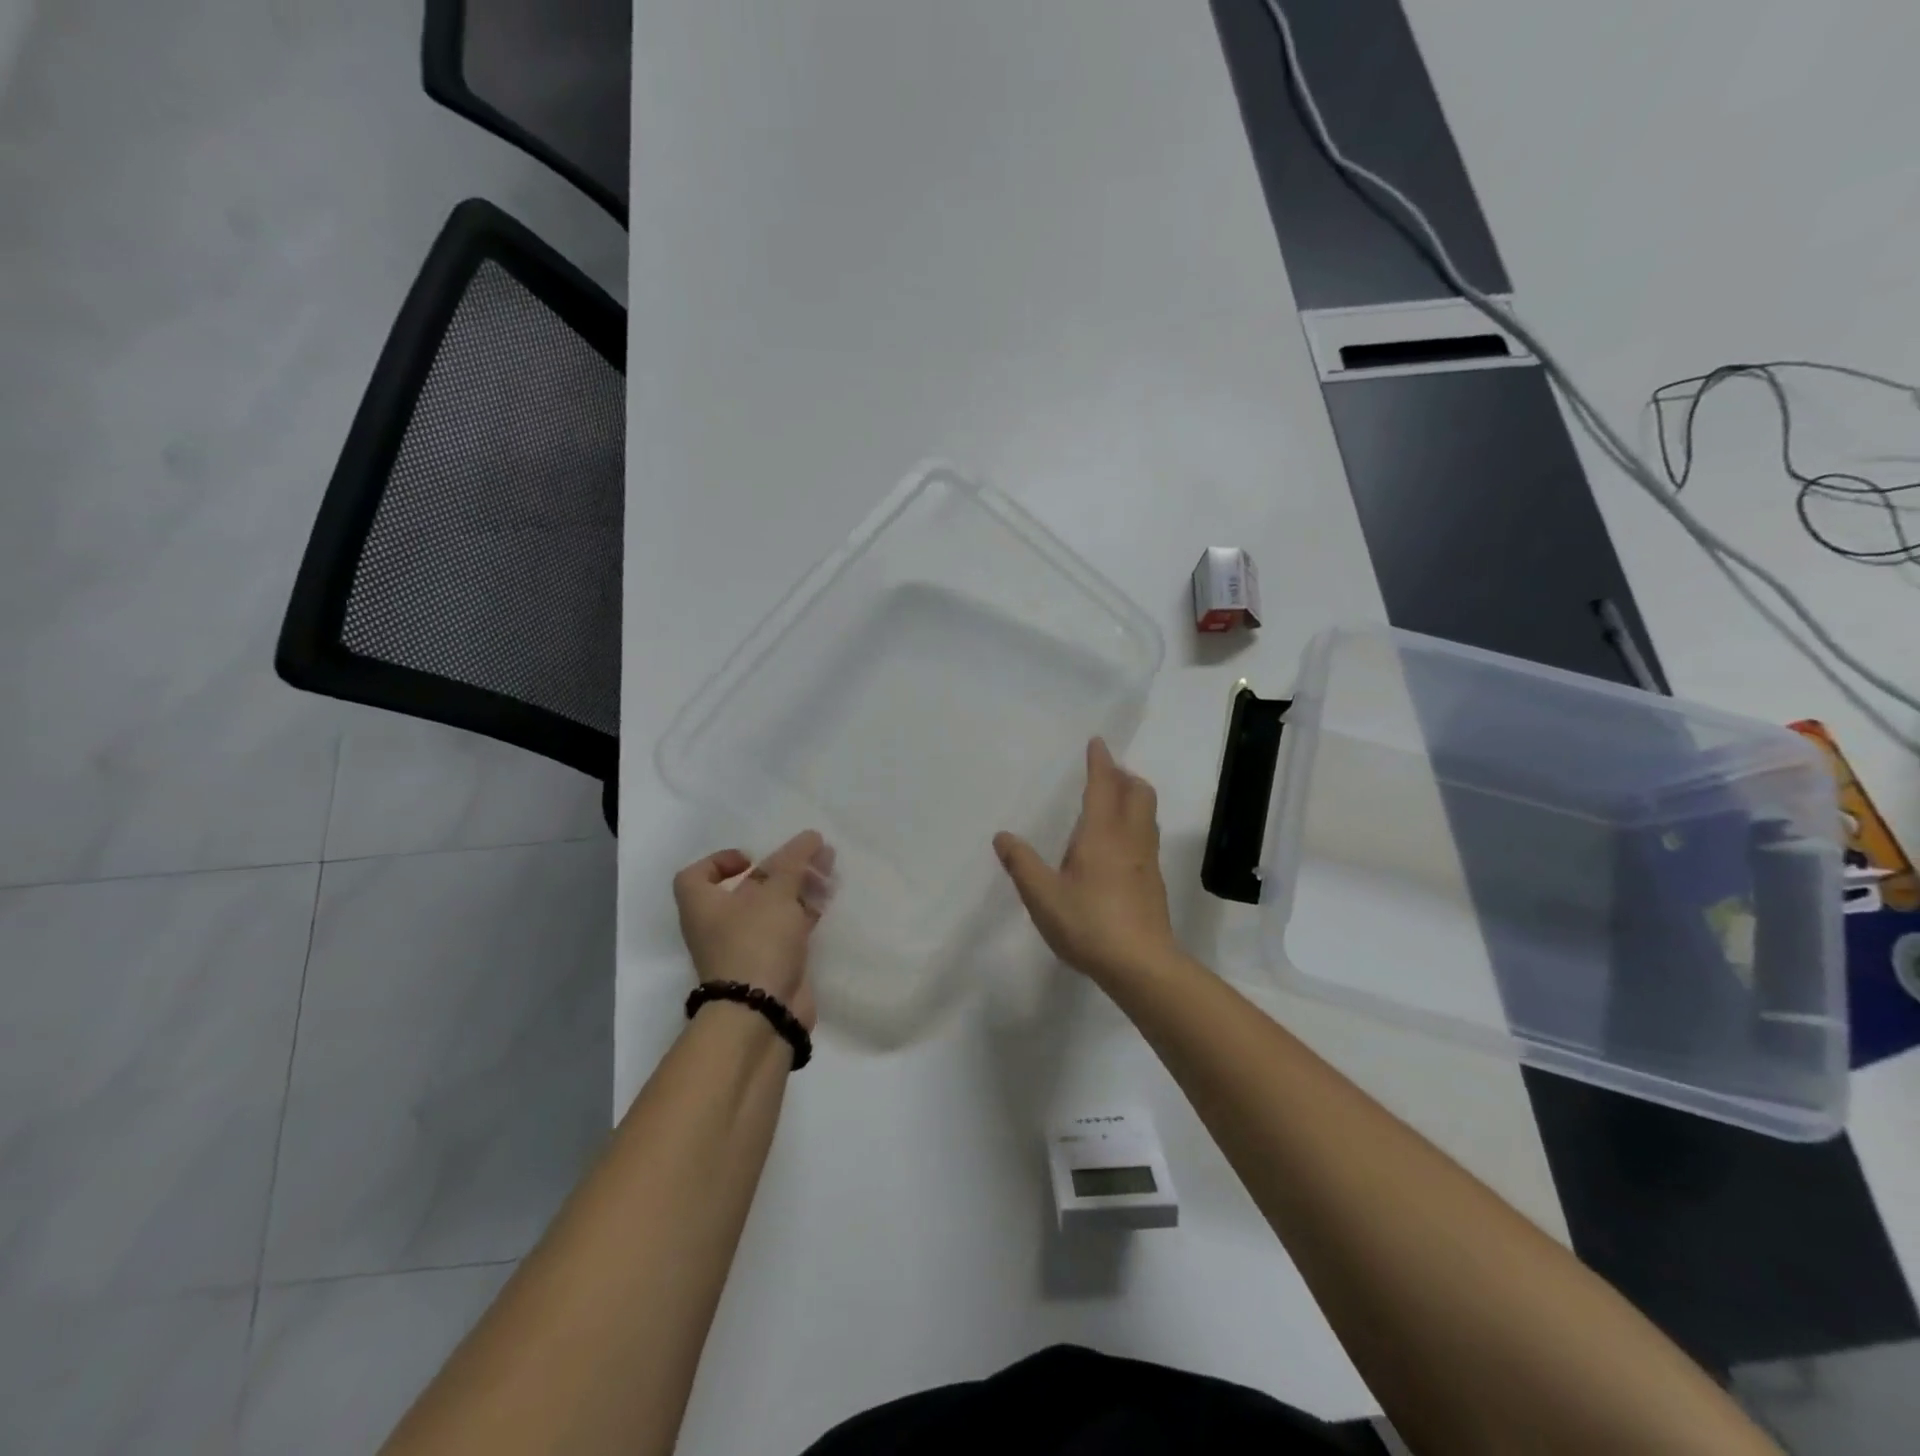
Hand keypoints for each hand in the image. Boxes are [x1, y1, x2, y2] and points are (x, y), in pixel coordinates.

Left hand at [673, 831, 835, 1030]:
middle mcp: (720, 926)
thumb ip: (794, 862)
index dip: (720, 861)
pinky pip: (790, 930)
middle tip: (810, 855)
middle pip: (747, 888)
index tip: (752, 858)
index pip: (697, 876)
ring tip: (829, 868)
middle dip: (780, 869)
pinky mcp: (774, 964)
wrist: (762, 1014)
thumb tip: (810, 836)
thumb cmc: (756, 942)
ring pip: (774, 908)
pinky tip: (829, 899)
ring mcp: (747, 947)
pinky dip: (806, 913)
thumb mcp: (775, 893)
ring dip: (799, 887)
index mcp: (703, 906)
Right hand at [993, 738, 1178, 986]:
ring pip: (1147, 814)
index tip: (1098, 742)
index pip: (1104, 785)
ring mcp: (1147, 860)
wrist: (1142, 965)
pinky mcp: (1153, 882)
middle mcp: (1130, 838)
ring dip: (1133, 797)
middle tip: (1106, 773)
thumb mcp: (1042, 896)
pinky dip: (1135, 823)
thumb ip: (1021, 863)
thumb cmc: (1088, 923)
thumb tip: (1002, 836)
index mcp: (1102, 833)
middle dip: (1124, 776)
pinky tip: (1118, 845)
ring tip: (1113, 801)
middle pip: (1138, 792)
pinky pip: (1147, 836)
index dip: (1100, 762)